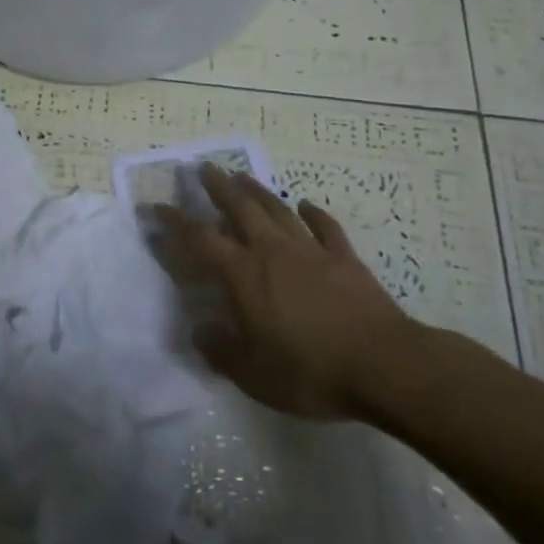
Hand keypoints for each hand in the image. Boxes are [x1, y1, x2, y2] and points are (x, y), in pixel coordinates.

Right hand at [158, 166, 423, 421]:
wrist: (385, 365)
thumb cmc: (312, 372)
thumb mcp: (254, 375)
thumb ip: (221, 352)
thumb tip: (199, 332)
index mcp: (244, 275)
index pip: (201, 240)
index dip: (177, 223)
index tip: (158, 207)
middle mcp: (272, 252)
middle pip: (240, 209)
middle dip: (218, 187)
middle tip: (203, 168)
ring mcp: (311, 251)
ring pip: (278, 210)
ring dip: (257, 191)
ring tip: (242, 175)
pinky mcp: (344, 258)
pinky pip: (325, 227)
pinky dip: (313, 213)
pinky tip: (305, 205)